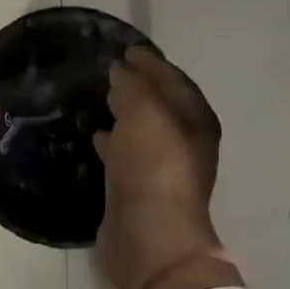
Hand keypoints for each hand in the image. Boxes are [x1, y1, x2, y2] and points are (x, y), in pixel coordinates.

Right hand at [92, 48, 226, 288]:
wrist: (149, 239)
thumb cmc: (154, 167)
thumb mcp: (144, 112)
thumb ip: (133, 84)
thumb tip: (122, 69)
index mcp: (195, 120)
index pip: (173, 80)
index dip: (151, 63)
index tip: (125, 49)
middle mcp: (184, 142)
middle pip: (160, 104)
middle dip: (138, 86)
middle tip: (110, 71)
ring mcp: (162, 169)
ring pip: (142, 130)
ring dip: (125, 113)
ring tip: (100, 97)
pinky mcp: (139, 190)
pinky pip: (125, 155)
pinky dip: (112, 141)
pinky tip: (94, 134)